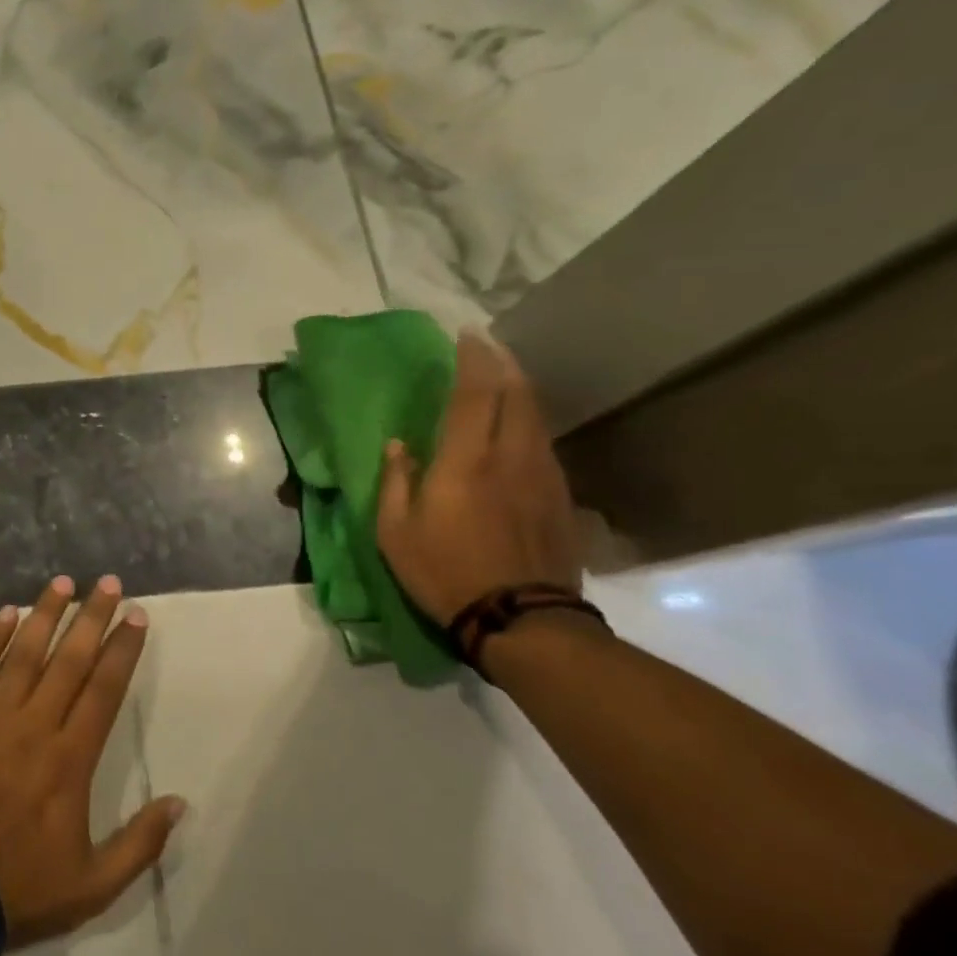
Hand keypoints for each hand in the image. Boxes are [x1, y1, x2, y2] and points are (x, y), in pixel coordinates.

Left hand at [0, 575, 186, 948]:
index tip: (136, 617)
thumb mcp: (95, 884)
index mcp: (70, 759)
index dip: (123, 650)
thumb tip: (181, 803)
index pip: (104, 689)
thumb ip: (141, 843)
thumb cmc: (22, 886)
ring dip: (46, 615)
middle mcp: (34, 726)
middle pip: (69, 660)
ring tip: (63, 583)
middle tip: (109, 583)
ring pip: (24, 654)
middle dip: (92, 617)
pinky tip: (6, 613)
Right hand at [377, 333, 581, 625]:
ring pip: (536, 416)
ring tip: (502, 379)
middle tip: (487, 347)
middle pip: (516, 394)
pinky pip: (543, 443)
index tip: (466, 335)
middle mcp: (511, 456)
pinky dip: (529, 421)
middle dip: (502, 363)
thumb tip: (398, 446)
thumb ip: (396, 481)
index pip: (474, 393)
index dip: (472, 359)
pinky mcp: (560, 496)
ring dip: (519, 390)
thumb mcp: (396, 532)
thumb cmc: (444, 573)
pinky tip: (518, 427)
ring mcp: (543, 475)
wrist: (522, 620)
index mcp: (466, 461)